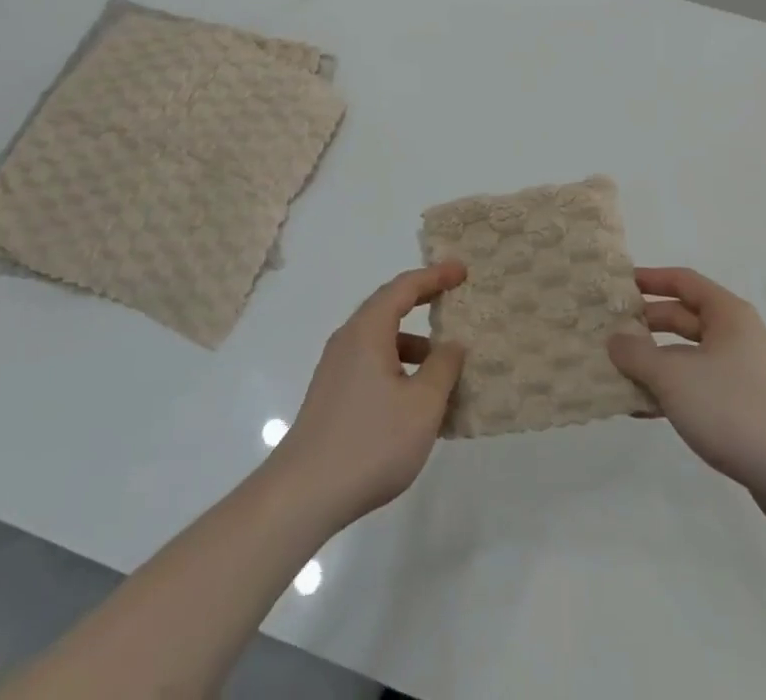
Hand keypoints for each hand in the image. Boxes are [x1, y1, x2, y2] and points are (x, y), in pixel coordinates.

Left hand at [270, 261, 467, 527]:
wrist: (303, 494)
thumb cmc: (370, 442)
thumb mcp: (422, 406)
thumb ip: (442, 368)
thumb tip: (452, 344)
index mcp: (368, 331)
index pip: (404, 287)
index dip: (435, 276)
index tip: (462, 271)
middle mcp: (348, 340)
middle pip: (389, 307)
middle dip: (423, 302)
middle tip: (454, 299)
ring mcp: (336, 369)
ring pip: (381, 341)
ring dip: (413, 344)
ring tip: (444, 366)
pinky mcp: (332, 395)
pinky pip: (372, 365)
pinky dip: (398, 368)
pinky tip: (416, 401)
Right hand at [608, 267, 765, 503]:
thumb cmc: (731, 408)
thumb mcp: (673, 377)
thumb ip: (636, 354)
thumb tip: (614, 339)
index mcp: (727, 314)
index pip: (683, 281)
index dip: (650, 279)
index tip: (620, 283)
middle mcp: (737, 335)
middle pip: (683, 317)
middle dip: (647, 324)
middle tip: (611, 330)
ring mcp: (742, 371)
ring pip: (688, 355)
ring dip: (655, 361)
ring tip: (619, 371)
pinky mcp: (742, 405)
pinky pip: (698, 384)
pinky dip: (672, 389)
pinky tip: (644, 407)